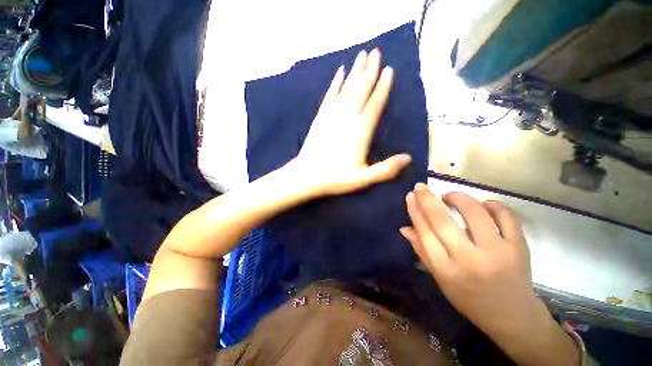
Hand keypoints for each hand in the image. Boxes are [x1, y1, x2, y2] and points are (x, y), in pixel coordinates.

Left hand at [292, 49, 410, 196]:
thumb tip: (409, 158)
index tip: (389, 70)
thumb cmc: (335, 178)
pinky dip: (335, 83)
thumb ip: (386, 169)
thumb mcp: (363, 178)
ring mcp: (332, 116)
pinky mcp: (320, 117)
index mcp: (360, 132)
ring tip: (362, 55)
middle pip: (361, 90)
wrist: (307, 176)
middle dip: (370, 70)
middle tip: (376, 52)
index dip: (383, 87)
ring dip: (355, 71)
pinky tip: (339, 72)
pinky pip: (329, 95)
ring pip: (346, 89)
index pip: (375, 104)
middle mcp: (347, 119)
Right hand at [400, 185, 536, 333]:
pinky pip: (506, 216)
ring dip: (458, 198)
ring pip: (474, 213)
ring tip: (450, 196)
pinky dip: (493, 205)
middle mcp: (469, 260)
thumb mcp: (440, 279)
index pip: (425, 233)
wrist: (512, 316)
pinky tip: (484, 204)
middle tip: (421, 187)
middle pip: (443, 221)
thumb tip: (405, 228)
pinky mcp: (519, 247)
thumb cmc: (469, 298)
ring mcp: (497, 252)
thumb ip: (421, 251)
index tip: (410, 196)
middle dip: (428, 199)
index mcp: (446, 270)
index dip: (415, 211)